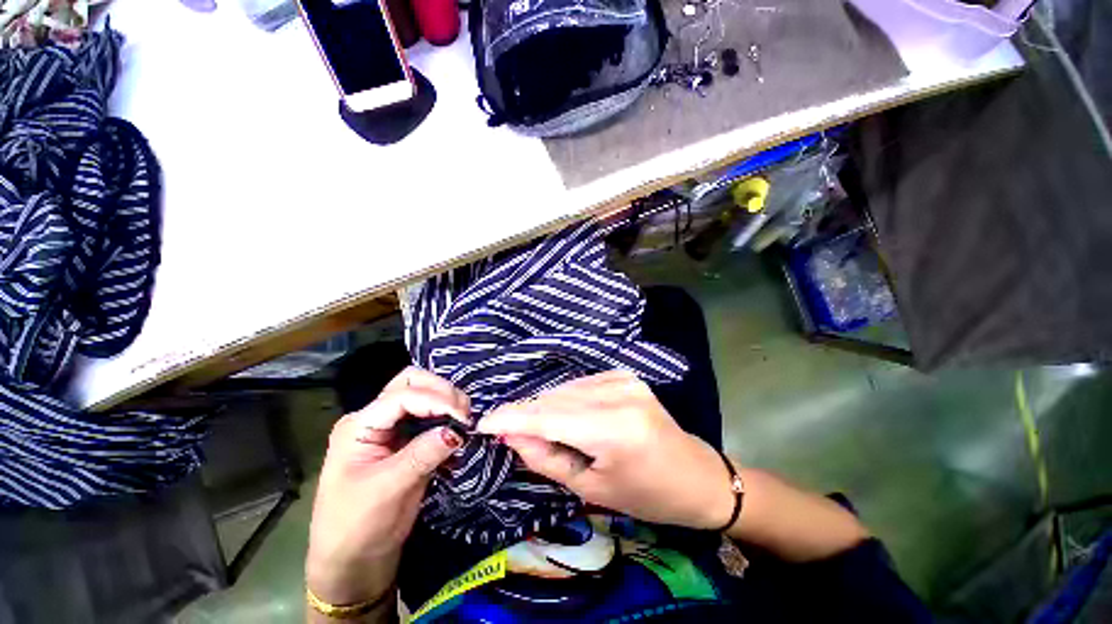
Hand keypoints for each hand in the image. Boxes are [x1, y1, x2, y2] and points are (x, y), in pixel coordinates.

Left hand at [306, 367, 469, 606]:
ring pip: (423, 394)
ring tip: (465, 419)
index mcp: (360, 425)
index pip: (403, 395)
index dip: (436, 400)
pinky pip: (431, 415)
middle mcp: (375, 418)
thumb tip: (458, 430)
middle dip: (441, 390)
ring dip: (446, 400)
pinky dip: (447, 416)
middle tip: (464, 412)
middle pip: (411, 382)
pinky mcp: (407, 440)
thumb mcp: (387, 489)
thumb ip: (422, 454)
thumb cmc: (356, 526)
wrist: (353, 560)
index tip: (463, 417)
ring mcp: (392, 427)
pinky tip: (459, 428)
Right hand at [476, 370, 733, 529]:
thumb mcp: (592, 489)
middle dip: (526, 414)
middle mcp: (618, 393)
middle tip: (505, 431)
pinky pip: (580, 384)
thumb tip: (510, 435)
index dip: (512, 417)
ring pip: (565, 389)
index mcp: (614, 428)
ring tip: (536, 429)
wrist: (695, 475)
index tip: (482, 422)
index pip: (549, 416)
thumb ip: (547, 458)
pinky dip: (564, 399)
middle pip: (555, 398)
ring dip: (545, 407)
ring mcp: (623, 378)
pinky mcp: (624, 374)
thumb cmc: (646, 494)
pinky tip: (564, 416)